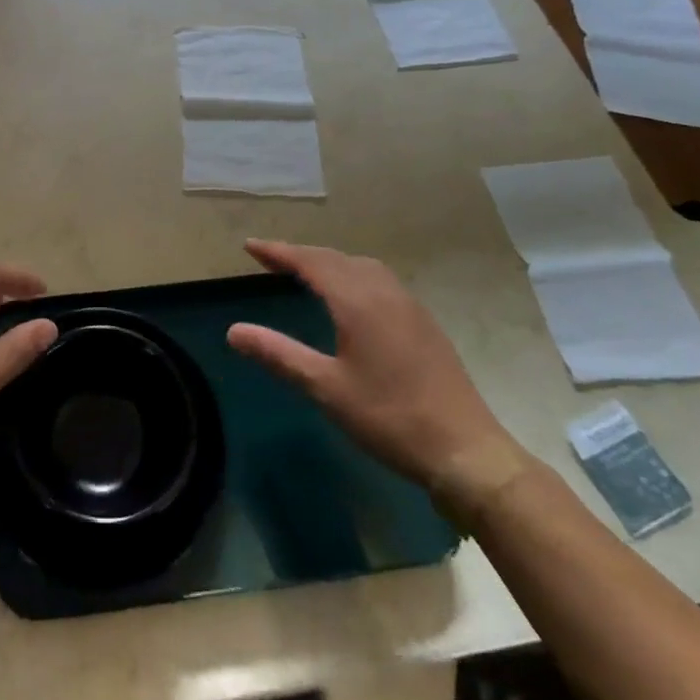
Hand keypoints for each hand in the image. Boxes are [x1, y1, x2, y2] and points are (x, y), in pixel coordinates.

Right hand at [227, 240, 516, 490]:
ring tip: (305, 273)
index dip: (278, 252)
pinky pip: (379, 280)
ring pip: (361, 267)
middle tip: (269, 259)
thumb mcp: (326, 388)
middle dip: (300, 254)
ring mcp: (409, 306)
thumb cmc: (390, 418)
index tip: (249, 246)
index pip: (310, 262)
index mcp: (358, 302)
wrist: (467, 452)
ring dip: (329, 262)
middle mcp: (384, 293)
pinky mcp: (424, 323)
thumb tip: (233, 331)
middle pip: (335, 258)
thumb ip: (279, 354)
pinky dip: (352, 275)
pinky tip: (349, 298)